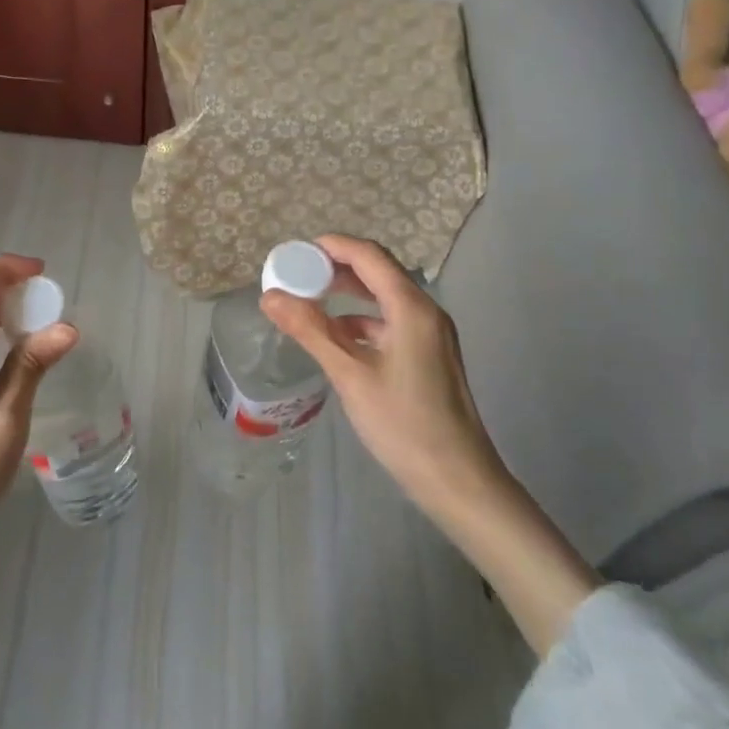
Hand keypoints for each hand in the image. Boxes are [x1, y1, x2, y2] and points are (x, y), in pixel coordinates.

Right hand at [259, 234, 500, 522]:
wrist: (458, 481)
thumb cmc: (404, 424)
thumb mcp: (351, 375)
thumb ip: (311, 330)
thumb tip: (270, 297)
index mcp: (412, 308)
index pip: (369, 257)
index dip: (333, 247)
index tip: (296, 250)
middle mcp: (426, 312)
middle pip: (378, 273)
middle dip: (337, 269)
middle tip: (297, 274)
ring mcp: (431, 335)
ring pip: (384, 299)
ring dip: (348, 295)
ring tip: (310, 301)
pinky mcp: (428, 356)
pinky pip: (390, 322)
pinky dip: (361, 321)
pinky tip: (337, 337)